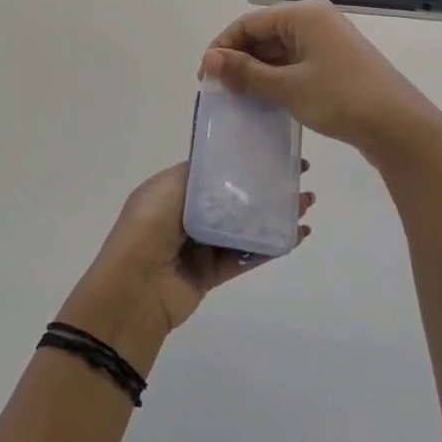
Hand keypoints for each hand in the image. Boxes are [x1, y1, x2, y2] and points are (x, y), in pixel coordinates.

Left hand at [59, 163, 313, 370]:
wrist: (135, 287)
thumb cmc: (149, 226)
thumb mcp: (169, 186)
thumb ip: (201, 175)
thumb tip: (230, 167)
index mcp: (172, 191)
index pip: (214, 173)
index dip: (245, 164)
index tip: (277, 154)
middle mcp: (186, 216)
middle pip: (234, 200)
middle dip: (266, 189)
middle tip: (300, 180)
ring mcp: (200, 246)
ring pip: (244, 228)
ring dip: (275, 216)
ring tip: (306, 205)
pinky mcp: (211, 274)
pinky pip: (246, 257)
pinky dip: (271, 247)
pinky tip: (296, 236)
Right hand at [200, 0, 441, 166]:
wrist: (399, 127)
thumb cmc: (340, 99)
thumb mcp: (286, 87)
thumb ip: (245, 72)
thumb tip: (209, 61)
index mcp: (304, 15)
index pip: (248, 23)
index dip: (222, 47)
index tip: (205, 78)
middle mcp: (315, 21)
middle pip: (263, 35)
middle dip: (238, 61)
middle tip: (219, 92)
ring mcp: (327, 43)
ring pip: (277, 52)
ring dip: (256, 73)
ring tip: (237, 99)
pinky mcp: (334, 64)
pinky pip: (294, 64)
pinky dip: (275, 80)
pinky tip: (263, 101)